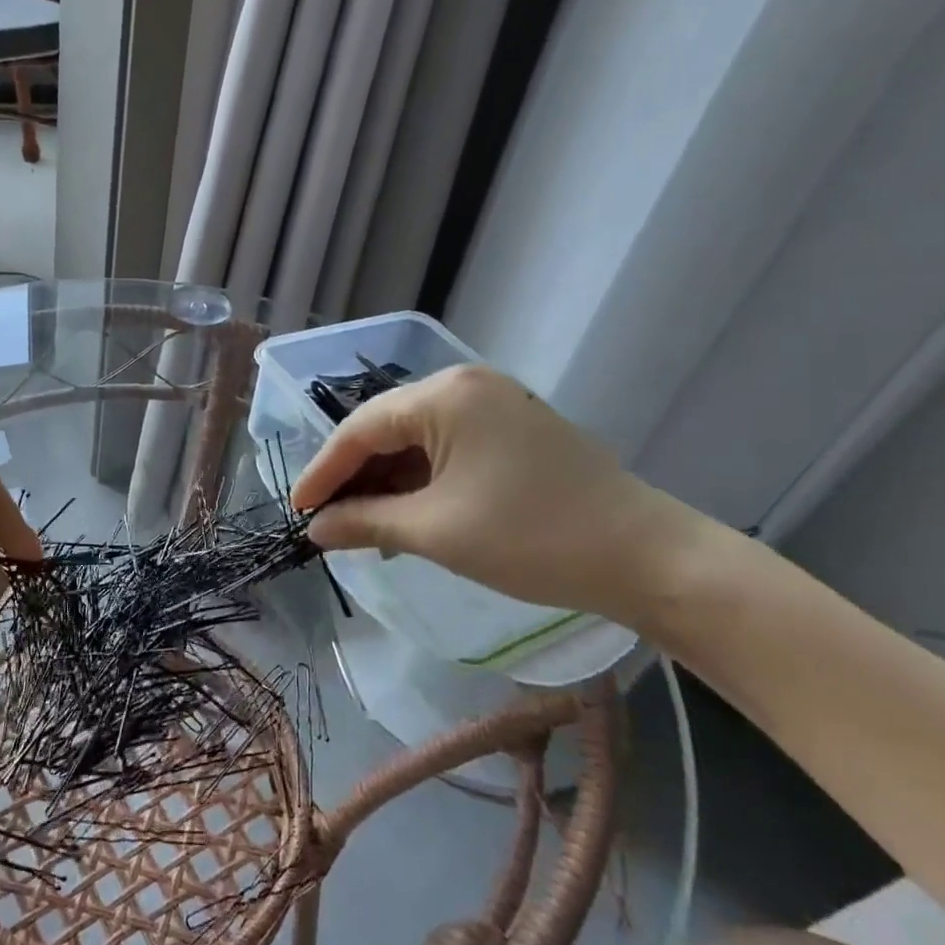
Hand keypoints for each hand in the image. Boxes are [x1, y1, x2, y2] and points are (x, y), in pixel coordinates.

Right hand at [289, 365, 701, 624]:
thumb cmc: (531, 538)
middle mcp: (465, 386)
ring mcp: (493, 405)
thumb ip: (364, 522)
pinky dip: (421, 483)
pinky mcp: (513, 430)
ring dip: (387, 484)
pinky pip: (447, 450)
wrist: (647, 558)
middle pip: (387, 430)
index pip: (361, 429)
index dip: (323, 471)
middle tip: (327, 522)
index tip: (297, 511)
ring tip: (363, 528)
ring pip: (416, 441)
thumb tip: (315, 529)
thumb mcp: (435, 531)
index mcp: (445, 395)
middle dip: (354, 478)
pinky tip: (405, 517)